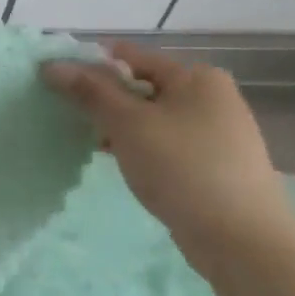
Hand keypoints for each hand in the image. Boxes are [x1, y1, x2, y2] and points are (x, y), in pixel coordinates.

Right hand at [41, 42, 294, 257]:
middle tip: (71, 118)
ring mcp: (217, 132)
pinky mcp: (214, 163)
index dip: (90, 66)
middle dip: (104, 99)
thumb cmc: (182, 168)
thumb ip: (89, 91)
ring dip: (119, 126)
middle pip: (141, 86)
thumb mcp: (127, 124)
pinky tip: (120, 163)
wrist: (242, 239)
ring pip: (151, 117)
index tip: (56, 84)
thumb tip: (52, 65)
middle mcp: (211, 96)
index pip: (129, 56)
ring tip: (90, 144)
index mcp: (196, 76)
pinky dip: (139, 146)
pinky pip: (165, 142)